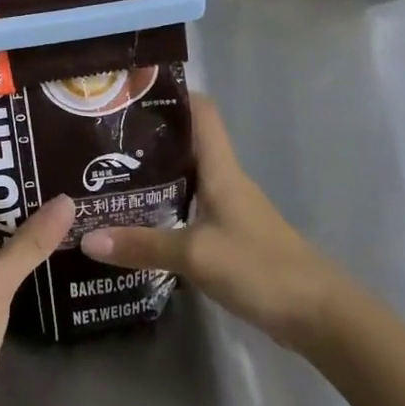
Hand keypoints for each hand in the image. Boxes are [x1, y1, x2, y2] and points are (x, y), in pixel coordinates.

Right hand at [81, 94, 352, 352]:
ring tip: (109, 174)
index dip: (172, 94)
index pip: (202, 112)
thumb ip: (142, 245)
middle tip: (103, 136)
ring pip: (187, 177)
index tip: (132, 90)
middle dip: (149, 135)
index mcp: (221, 169)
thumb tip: (86, 238)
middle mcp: (225, 181)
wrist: (318, 315)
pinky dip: (165, 206)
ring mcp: (229, 210)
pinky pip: (191, 208)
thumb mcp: (195, 255)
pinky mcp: (230, 237)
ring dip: (155, 172)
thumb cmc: (260, 268)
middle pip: (188, 143)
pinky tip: (139, 219)